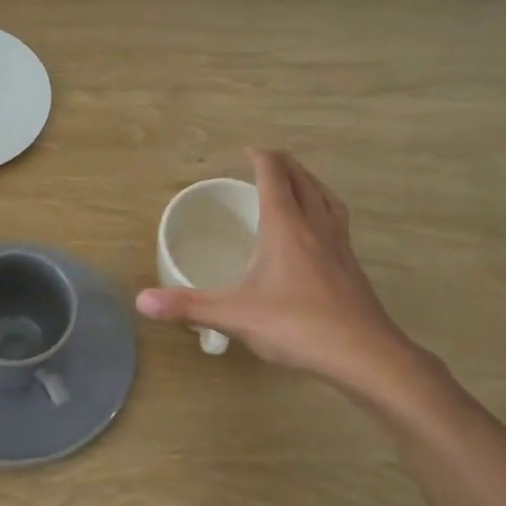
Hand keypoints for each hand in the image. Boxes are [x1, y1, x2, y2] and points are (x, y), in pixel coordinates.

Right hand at [137, 148, 424, 391]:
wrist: (364, 354)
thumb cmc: (297, 325)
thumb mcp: (235, 316)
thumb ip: (188, 306)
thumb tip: (141, 301)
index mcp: (285, 226)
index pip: (274, 176)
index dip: (261, 158)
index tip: (248, 151)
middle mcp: (315, 225)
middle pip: (302, 180)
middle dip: (284, 164)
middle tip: (266, 162)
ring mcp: (339, 244)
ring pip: (326, 198)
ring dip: (309, 182)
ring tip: (296, 183)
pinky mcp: (351, 265)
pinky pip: (337, 221)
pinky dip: (324, 209)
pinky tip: (317, 231)